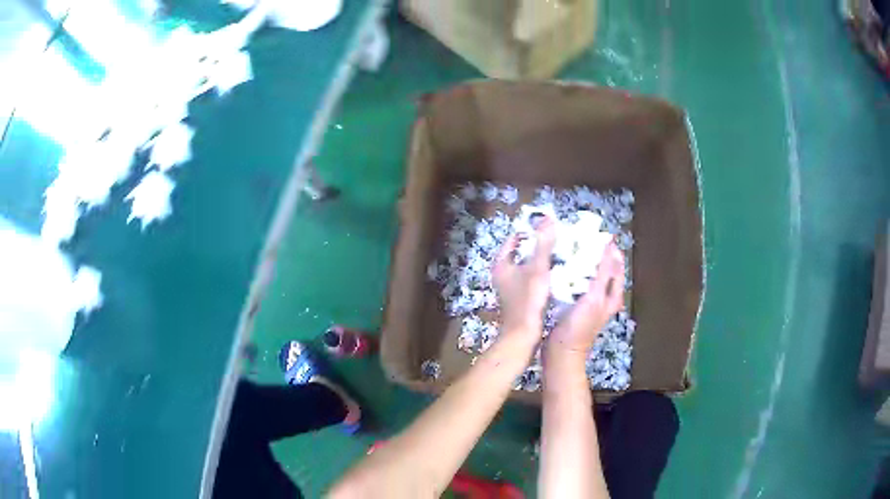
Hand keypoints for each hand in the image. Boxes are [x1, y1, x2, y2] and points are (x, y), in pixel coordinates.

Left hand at [493, 218, 556, 339]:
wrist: (522, 336)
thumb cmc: (527, 301)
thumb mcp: (537, 269)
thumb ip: (543, 244)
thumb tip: (548, 219)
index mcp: (502, 264)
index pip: (515, 238)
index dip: (530, 230)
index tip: (549, 226)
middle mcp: (503, 274)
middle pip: (522, 251)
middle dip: (540, 244)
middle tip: (560, 238)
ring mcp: (511, 287)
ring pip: (529, 266)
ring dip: (543, 259)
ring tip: (563, 252)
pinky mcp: (521, 297)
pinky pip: (533, 278)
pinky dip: (544, 273)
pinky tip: (560, 273)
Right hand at [548, 242, 625, 355]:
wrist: (561, 353)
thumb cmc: (579, 327)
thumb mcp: (594, 297)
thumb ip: (603, 273)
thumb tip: (609, 246)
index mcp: (612, 295)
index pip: (616, 266)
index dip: (610, 249)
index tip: (598, 234)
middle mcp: (603, 297)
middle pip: (603, 269)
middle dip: (594, 254)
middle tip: (581, 239)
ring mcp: (588, 302)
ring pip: (589, 276)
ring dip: (582, 263)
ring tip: (571, 248)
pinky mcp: (575, 306)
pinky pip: (577, 284)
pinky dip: (572, 274)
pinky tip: (561, 268)